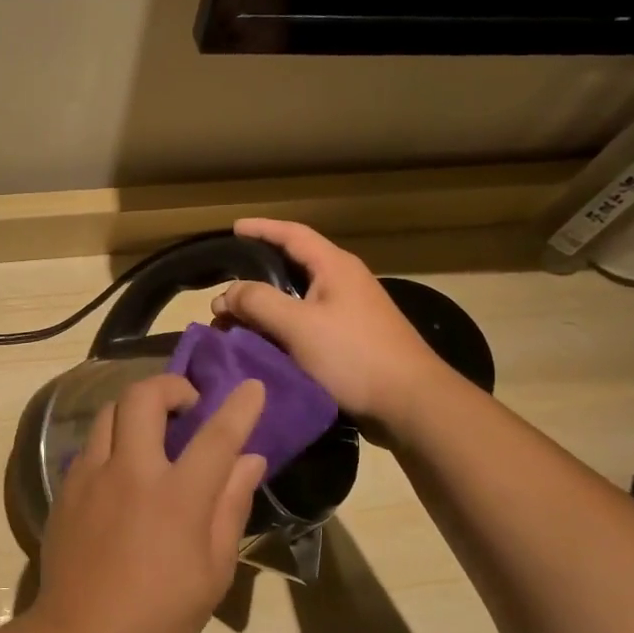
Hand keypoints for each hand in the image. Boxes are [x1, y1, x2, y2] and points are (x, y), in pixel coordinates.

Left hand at [29, 375, 267, 632]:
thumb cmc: (159, 614)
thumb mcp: (213, 571)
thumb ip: (230, 506)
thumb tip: (250, 461)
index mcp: (177, 497)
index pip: (216, 436)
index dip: (239, 407)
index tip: (252, 386)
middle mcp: (131, 472)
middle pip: (143, 397)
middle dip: (170, 386)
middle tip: (187, 404)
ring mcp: (91, 475)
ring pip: (110, 411)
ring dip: (137, 409)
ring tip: (153, 432)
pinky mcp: (66, 486)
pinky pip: (91, 444)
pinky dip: (113, 440)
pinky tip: (122, 469)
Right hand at [211, 218, 450, 435]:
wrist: (410, 403)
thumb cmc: (354, 355)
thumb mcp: (298, 325)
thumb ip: (258, 302)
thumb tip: (225, 294)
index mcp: (335, 267)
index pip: (292, 234)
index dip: (261, 228)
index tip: (233, 229)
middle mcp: (343, 283)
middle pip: (291, 268)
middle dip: (254, 277)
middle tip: (223, 289)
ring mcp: (349, 313)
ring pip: (295, 300)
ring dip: (262, 308)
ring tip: (231, 323)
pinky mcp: (349, 341)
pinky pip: (304, 325)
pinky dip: (277, 329)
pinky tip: (259, 345)